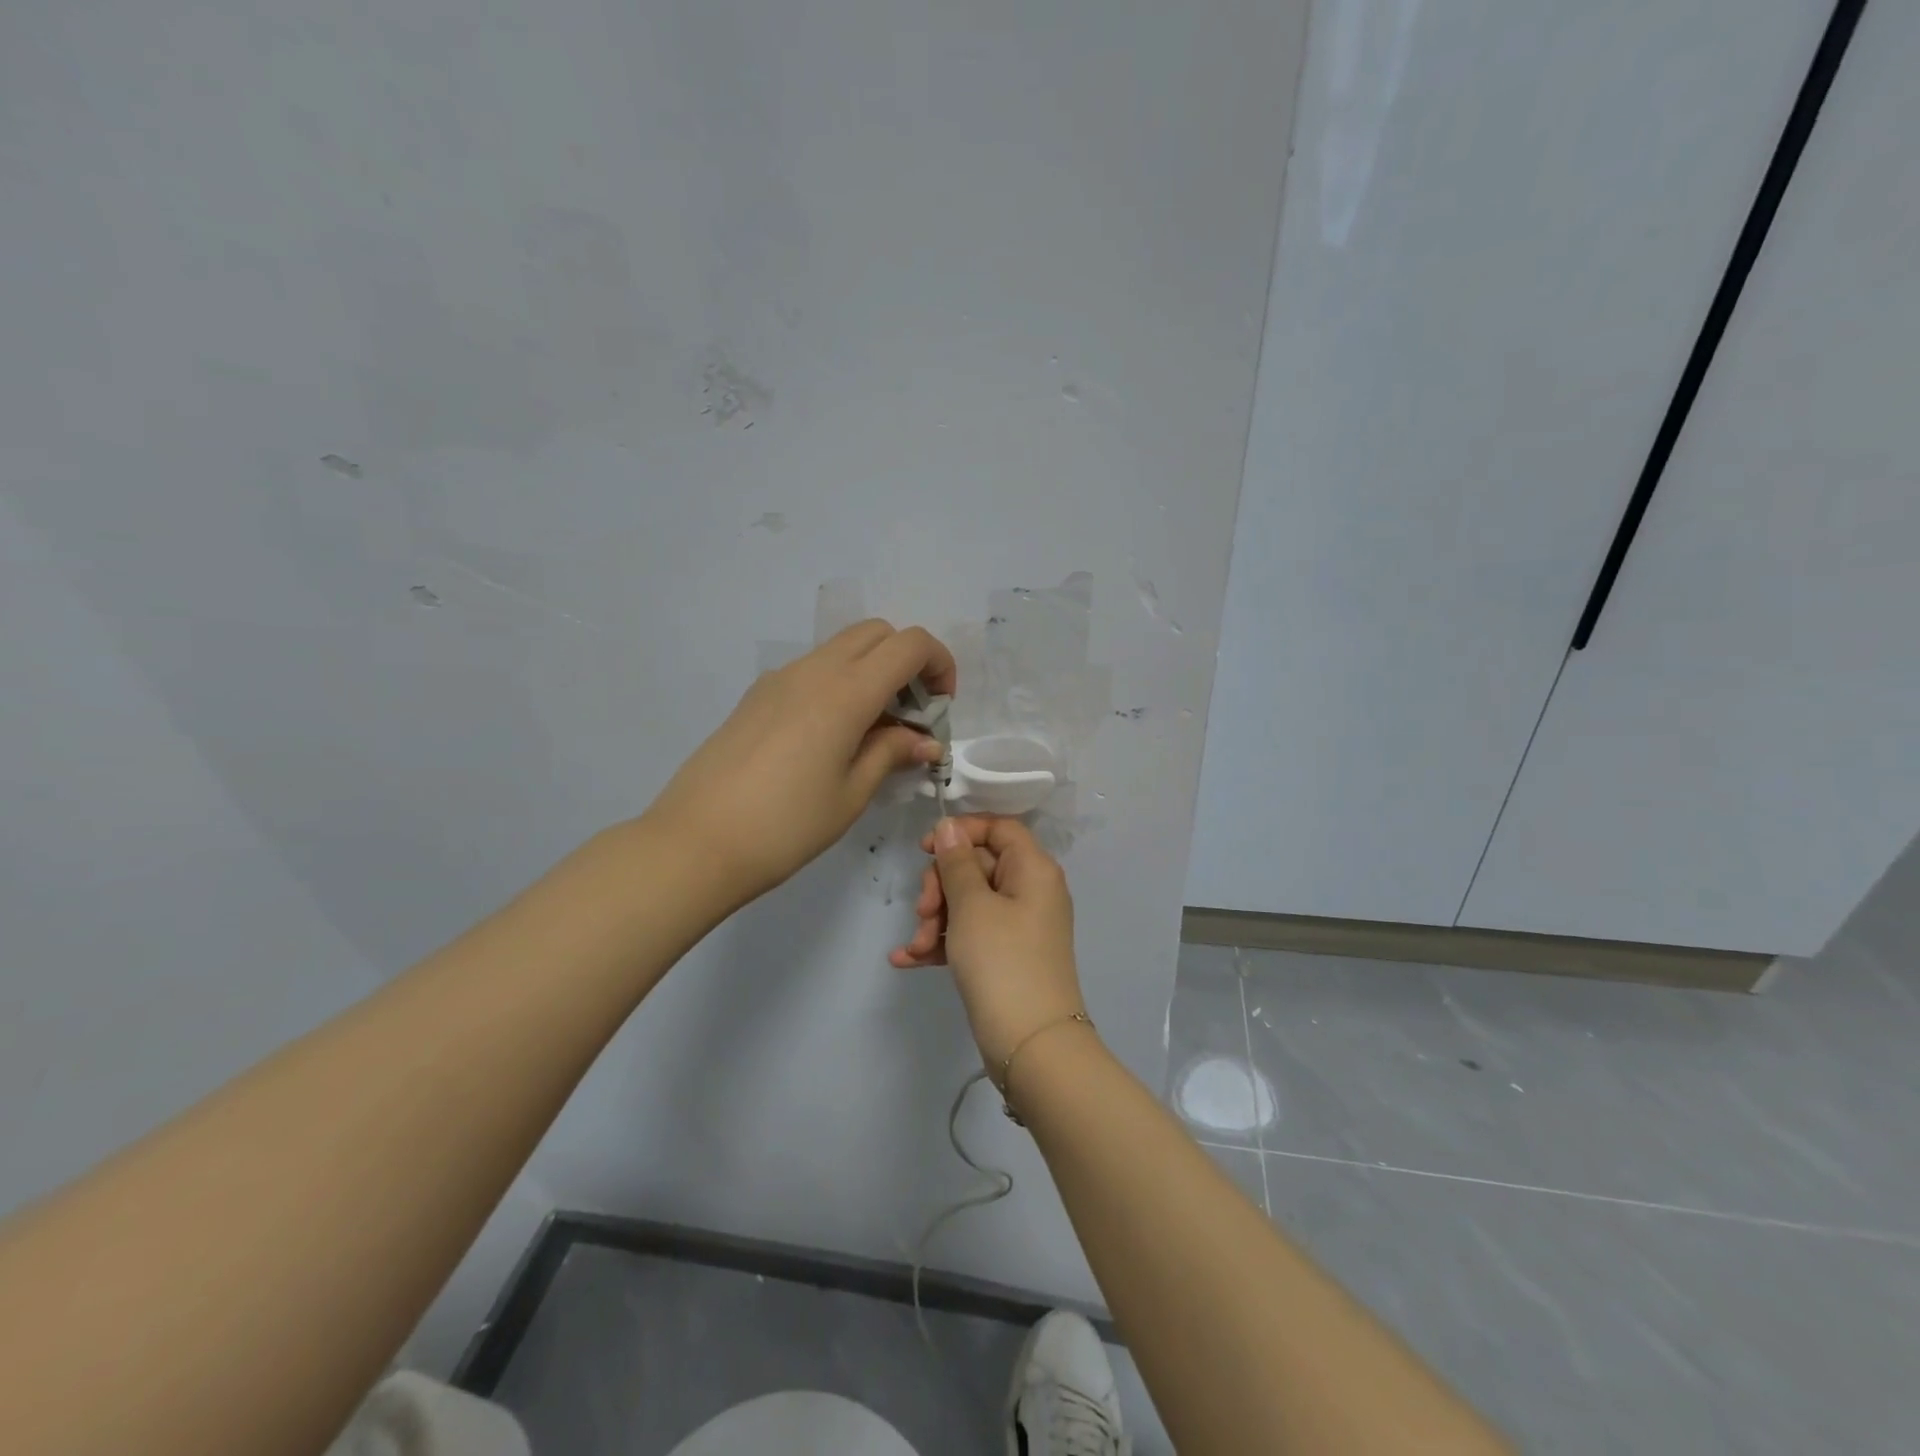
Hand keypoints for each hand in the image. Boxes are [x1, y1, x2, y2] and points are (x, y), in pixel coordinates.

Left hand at [646, 620, 955, 913]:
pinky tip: (833, 736)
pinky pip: (813, 670)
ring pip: (842, 648)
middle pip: (876, 633)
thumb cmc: (786, 825)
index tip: (942, 706)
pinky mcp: (757, 695)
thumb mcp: (851, 794)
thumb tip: (924, 740)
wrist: (696, 842)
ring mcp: (779, 678)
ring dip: (872, 672)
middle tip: (912, 715)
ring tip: (873, 730)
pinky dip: (840, 683)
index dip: (939, 664)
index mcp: (845, 692)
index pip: (909, 644)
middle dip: (907, 661)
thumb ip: (891, 754)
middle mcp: (813, 670)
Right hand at [891, 815, 1087, 1065]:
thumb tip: (950, 827)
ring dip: (936, 919)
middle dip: (941, 886)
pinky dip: (942, 942)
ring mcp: (1018, 925)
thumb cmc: (1002, 961)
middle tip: (923, 911)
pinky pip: (969, 934)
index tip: (925, 849)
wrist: (1031, 1045)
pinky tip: (907, 959)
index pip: (998, 828)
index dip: (961, 832)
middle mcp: (1030, 890)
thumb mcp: (972, 906)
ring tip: (918, 946)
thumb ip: (957, 862)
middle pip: (977, 865)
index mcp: (1033, 868)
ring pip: (968, 902)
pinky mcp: (1005, 955)